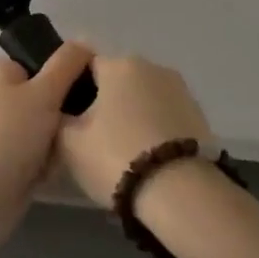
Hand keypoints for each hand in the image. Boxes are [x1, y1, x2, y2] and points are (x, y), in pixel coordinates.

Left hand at [0, 43, 94, 257]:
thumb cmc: (8, 134)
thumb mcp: (43, 91)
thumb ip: (66, 65)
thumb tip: (85, 42)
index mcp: (5, 74)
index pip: (43, 59)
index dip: (70, 67)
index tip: (98, 80)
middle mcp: (5, 100)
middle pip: (51, 95)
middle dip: (72, 107)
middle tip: (100, 115)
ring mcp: (9, 134)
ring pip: (52, 128)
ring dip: (67, 137)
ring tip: (93, 141)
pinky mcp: (15, 165)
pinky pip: (46, 156)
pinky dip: (56, 162)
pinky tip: (76, 165)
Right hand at [56, 54, 213, 209]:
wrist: (181, 193)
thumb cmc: (116, 157)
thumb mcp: (68, 142)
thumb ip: (58, 118)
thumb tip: (60, 111)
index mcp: (118, 64)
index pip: (84, 65)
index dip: (72, 90)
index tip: (68, 117)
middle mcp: (152, 66)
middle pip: (117, 80)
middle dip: (104, 102)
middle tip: (92, 138)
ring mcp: (181, 90)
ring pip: (143, 98)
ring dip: (131, 115)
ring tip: (122, 152)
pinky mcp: (201, 115)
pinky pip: (165, 116)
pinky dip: (154, 130)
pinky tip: (147, 157)